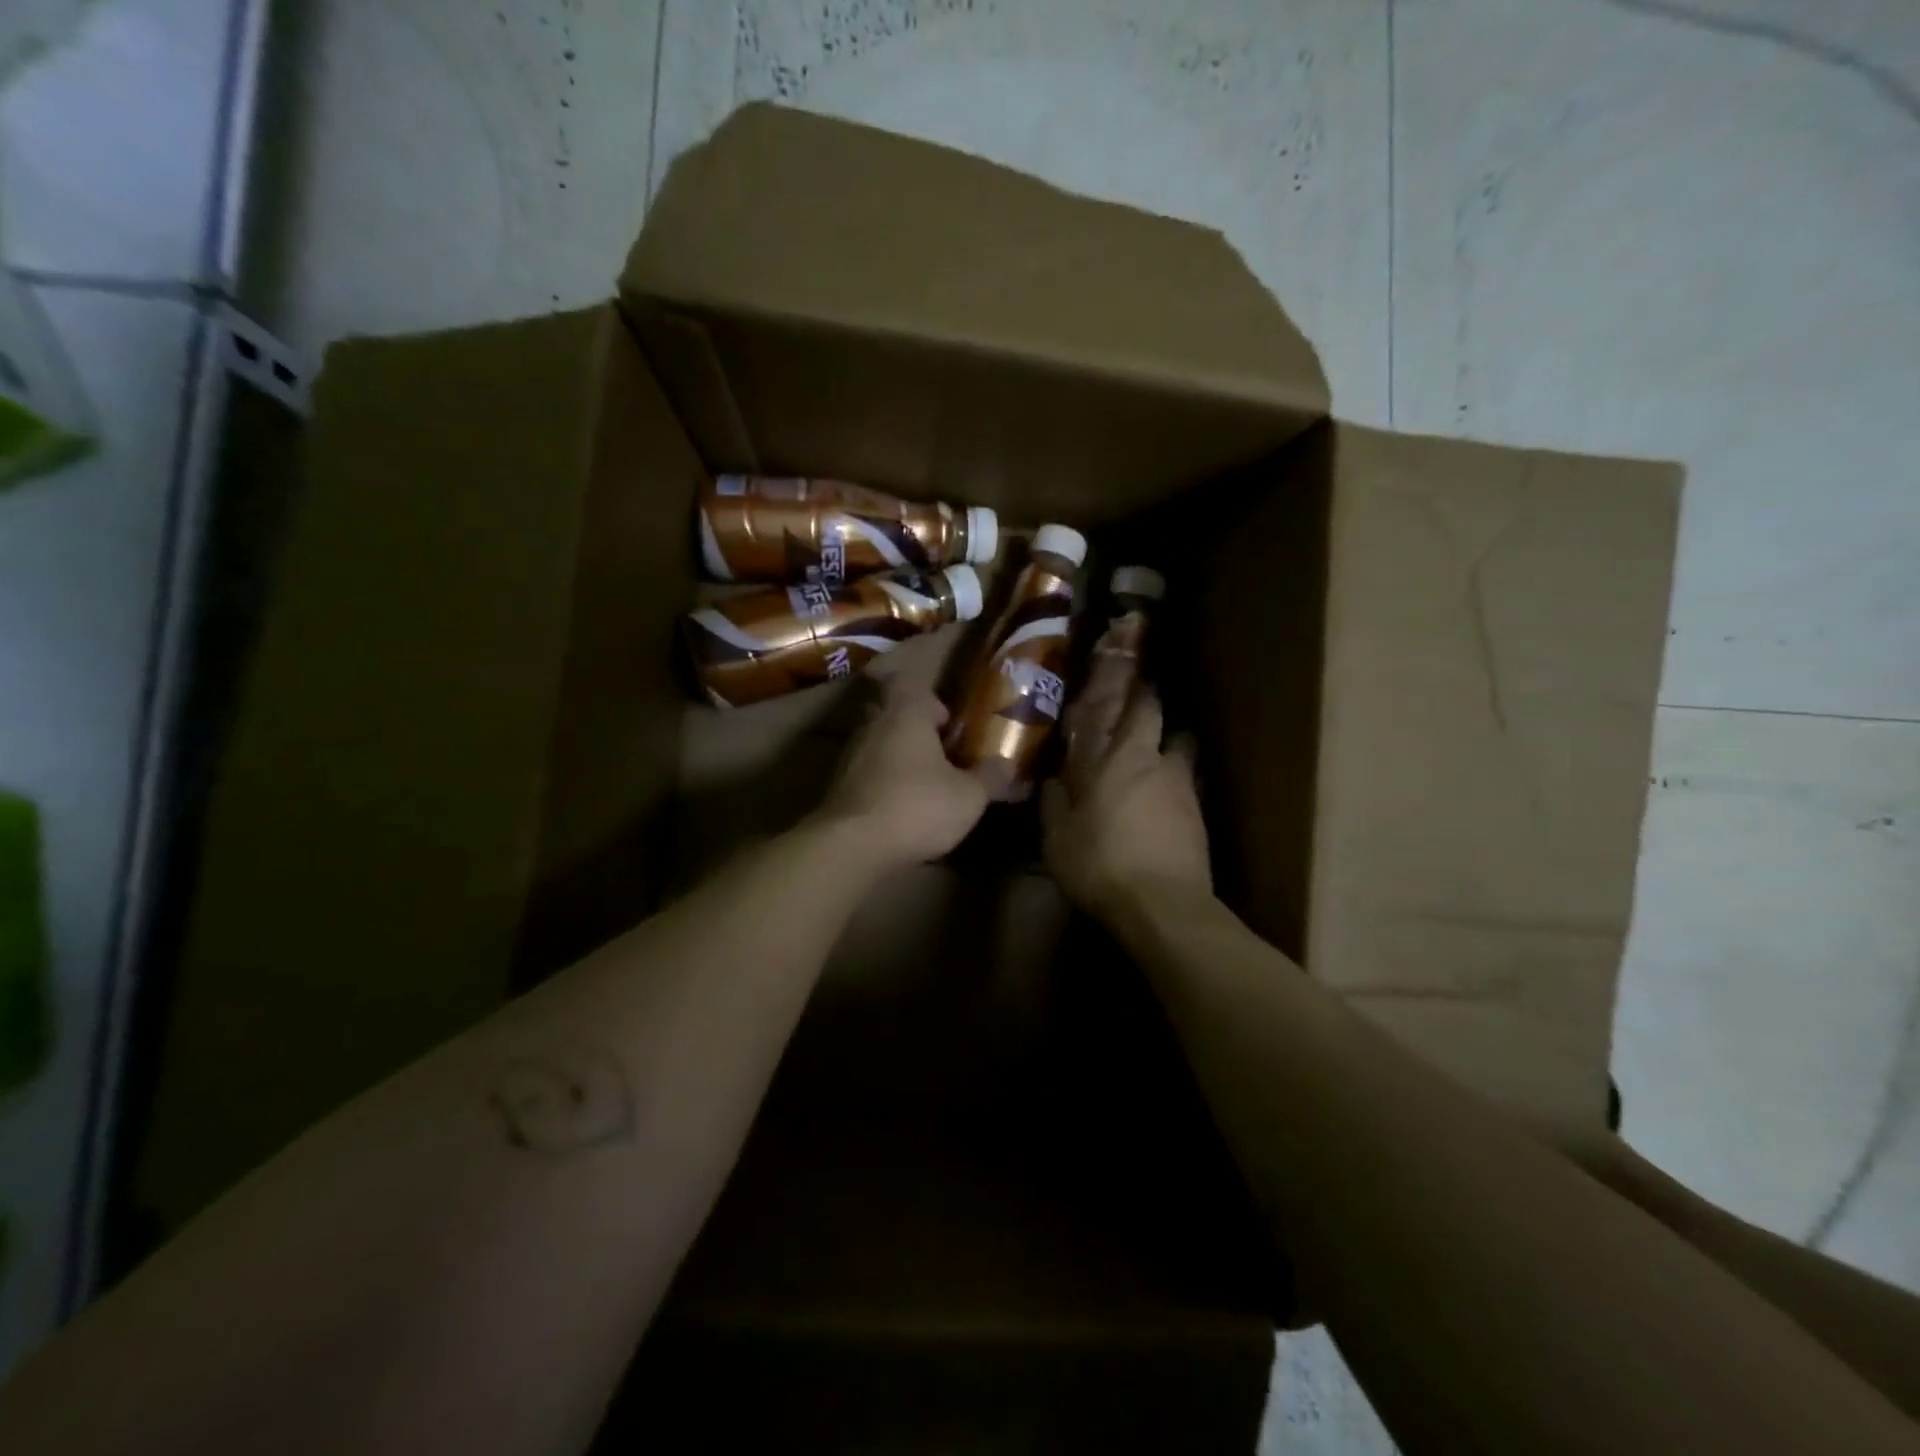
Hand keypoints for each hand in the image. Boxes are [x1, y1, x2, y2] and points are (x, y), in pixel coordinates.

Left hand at [814, 680, 988, 867]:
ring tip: (924, 784)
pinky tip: (901, 808)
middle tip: (940, 753)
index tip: (948, 724)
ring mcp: (850, 757)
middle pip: (891, 715)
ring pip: (877, 744)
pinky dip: (882, 783)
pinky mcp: (837, 788)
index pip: (909, 684)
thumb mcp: (969, 796)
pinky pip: (865, 774)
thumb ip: (989, 776)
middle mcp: (872, 726)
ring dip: (898, 758)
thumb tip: (1006, 764)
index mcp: (905, 714)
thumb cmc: (918, 806)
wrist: (853, 846)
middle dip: (914, 730)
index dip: (930, 700)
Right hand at [1042, 688, 1212, 919]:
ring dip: (1171, 740)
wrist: (1162, 905)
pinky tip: (1167, 795)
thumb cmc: (1099, 865)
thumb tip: (1052, 781)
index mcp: (1114, 759)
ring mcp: (1181, 786)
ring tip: (1157, 749)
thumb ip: (1054, 804)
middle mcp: (1152, 761)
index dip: (1124, 689)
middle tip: (1140, 700)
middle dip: (1150, 702)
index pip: (1125, 708)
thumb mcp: (1057, 840)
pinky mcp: (1200, 813)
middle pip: (1158, 716)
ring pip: (1181, 745)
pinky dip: (1178, 779)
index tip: (1120, 676)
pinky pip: (1188, 780)